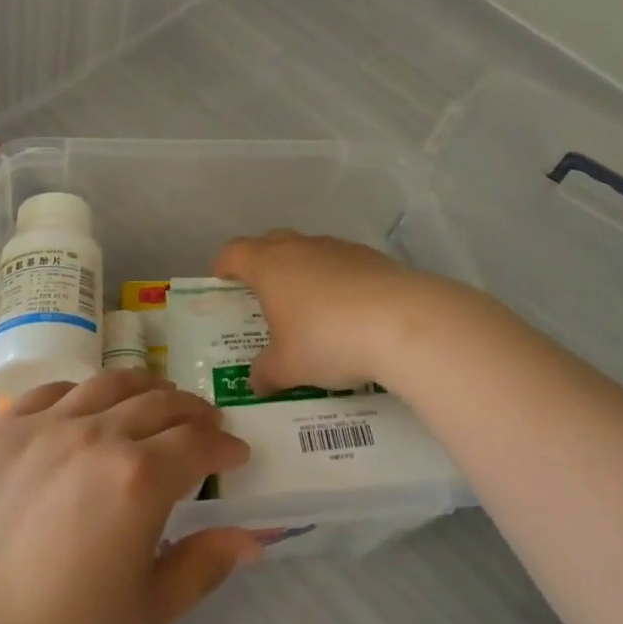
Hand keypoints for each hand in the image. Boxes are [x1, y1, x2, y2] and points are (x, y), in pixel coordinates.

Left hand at [0, 370, 259, 623]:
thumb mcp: (146, 614)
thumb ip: (203, 565)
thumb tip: (250, 537)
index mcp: (138, 478)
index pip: (198, 443)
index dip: (224, 446)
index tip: (235, 454)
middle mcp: (96, 434)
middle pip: (159, 402)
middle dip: (191, 412)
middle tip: (202, 425)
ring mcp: (43, 425)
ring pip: (108, 382)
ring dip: (143, 388)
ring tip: (152, 402)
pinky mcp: (0, 429)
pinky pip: (49, 391)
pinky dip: (79, 393)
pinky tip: (82, 410)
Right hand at [213, 230, 476, 395]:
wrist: (400, 322)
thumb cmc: (328, 340)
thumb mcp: (288, 367)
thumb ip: (266, 372)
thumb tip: (255, 380)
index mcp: (269, 265)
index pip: (234, 252)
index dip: (224, 265)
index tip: (222, 281)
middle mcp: (299, 247)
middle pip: (270, 243)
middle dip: (262, 264)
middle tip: (261, 295)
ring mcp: (337, 248)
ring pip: (308, 252)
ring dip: (302, 272)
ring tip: (308, 308)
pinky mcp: (369, 257)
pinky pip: (340, 263)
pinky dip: (335, 280)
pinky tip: (347, 312)